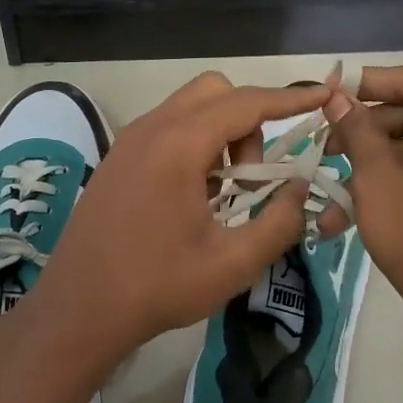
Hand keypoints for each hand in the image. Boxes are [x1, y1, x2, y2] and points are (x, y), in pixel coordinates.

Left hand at [27, 72, 328, 371]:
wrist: (78, 310)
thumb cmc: (157, 287)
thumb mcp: (231, 263)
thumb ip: (278, 222)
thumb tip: (301, 191)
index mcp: (178, 146)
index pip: (246, 103)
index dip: (290, 98)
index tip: (324, 96)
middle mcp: (150, 129)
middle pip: (215, 91)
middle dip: (249, 118)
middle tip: (255, 174)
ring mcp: (128, 142)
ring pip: (189, 108)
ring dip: (221, 132)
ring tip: (227, 190)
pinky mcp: (117, 159)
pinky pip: (167, 129)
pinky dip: (195, 143)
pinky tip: (196, 196)